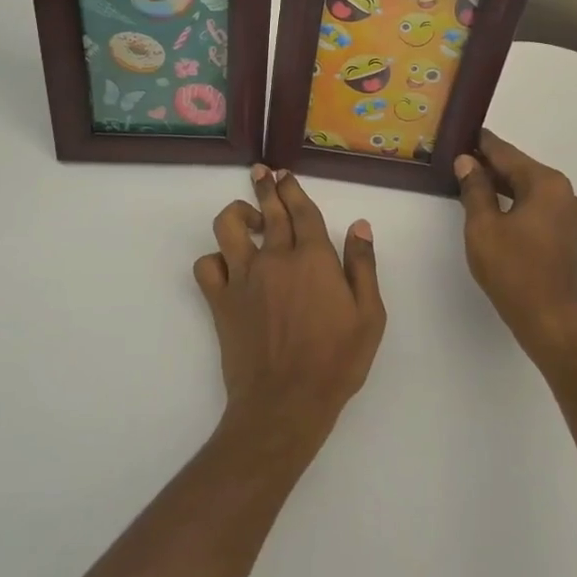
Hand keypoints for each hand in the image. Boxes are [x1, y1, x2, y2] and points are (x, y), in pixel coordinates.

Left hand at [194, 166, 386, 454]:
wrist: (286, 403)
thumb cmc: (336, 362)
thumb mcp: (369, 316)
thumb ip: (363, 266)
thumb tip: (359, 225)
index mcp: (314, 259)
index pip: (301, 210)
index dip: (292, 189)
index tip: (285, 175)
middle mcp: (275, 258)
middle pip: (268, 209)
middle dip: (266, 185)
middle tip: (263, 173)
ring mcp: (243, 277)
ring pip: (228, 226)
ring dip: (237, 214)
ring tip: (248, 219)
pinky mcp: (220, 300)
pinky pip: (207, 265)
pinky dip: (214, 259)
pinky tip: (228, 265)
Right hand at [455, 130, 576, 365]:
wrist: (551, 320)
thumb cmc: (514, 270)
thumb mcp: (483, 226)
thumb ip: (475, 189)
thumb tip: (467, 161)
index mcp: (547, 184)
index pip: (507, 155)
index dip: (483, 144)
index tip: (464, 131)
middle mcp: (565, 193)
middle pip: (521, 170)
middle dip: (491, 165)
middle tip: (460, 158)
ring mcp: (572, 216)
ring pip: (530, 190)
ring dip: (503, 186)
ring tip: (472, 182)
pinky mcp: (570, 236)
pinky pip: (538, 208)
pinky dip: (516, 204)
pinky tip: (494, 209)